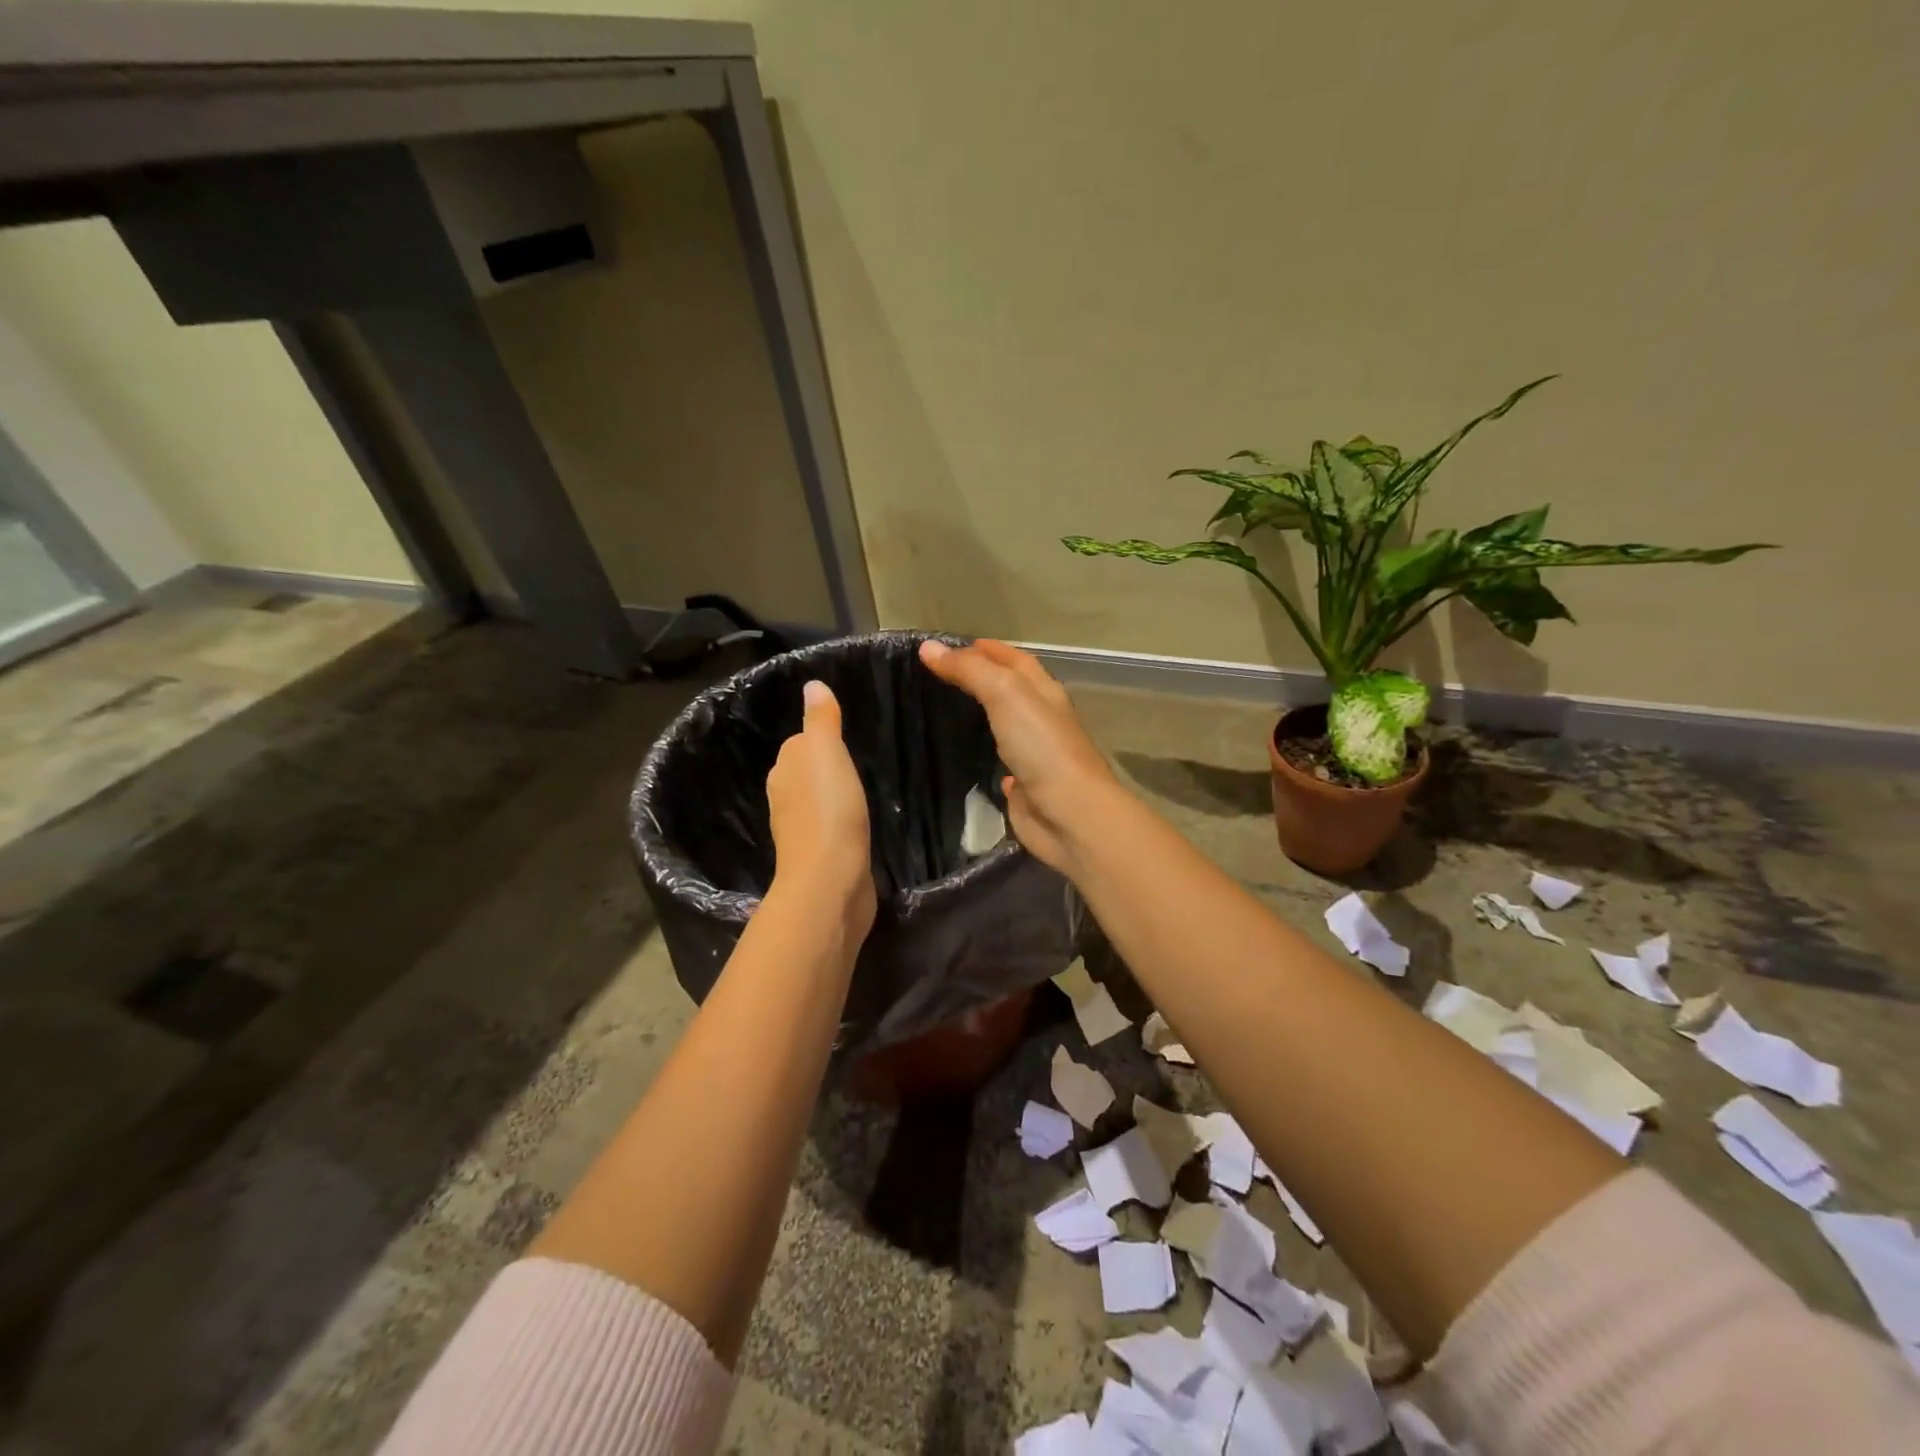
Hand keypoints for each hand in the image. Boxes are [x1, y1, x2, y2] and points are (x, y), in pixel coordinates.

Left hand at [766, 680, 876, 939]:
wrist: (831, 878)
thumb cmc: (829, 808)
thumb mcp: (826, 752)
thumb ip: (821, 720)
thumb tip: (812, 685)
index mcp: (783, 772)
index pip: (798, 745)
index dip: (819, 740)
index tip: (844, 737)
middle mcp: (784, 799)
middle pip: (804, 774)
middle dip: (824, 769)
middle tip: (856, 763)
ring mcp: (800, 831)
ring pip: (816, 802)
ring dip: (831, 797)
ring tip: (858, 792)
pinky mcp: (819, 856)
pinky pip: (830, 828)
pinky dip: (840, 823)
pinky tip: (856, 824)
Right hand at [918, 639, 1122, 873]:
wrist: (1069, 815)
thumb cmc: (1042, 747)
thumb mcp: (1005, 694)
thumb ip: (969, 670)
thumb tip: (929, 648)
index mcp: (1044, 692)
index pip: (1014, 659)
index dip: (986, 649)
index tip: (948, 647)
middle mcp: (1042, 720)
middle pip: (1011, 691)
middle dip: (982, 679)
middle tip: (939, 676)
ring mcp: (1034, 755)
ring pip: (1005, 727)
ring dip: (983, 716)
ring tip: (945, 710)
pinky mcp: (1024, 787)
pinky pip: (1002, 764)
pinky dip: (988, 756)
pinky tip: (968, 756)